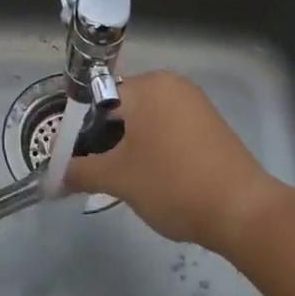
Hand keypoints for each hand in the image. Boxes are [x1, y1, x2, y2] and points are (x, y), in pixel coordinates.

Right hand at [64, 71, 284, 250]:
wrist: (243, 211)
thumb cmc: (172, 183)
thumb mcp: (118, 179)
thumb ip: (79, 172)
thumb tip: (51, 179)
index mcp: (147, 86)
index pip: (95, 99)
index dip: (76, 130)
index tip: (69, 159)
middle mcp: (171, 84)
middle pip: (121, 107)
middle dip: (103, 138)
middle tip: (93, 172)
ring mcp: (195, 103)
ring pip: (145, 119)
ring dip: (128, 144)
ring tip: (121, 178)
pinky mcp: (211, 124)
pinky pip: (168, 128)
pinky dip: (154, 146)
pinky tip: (152, 176)